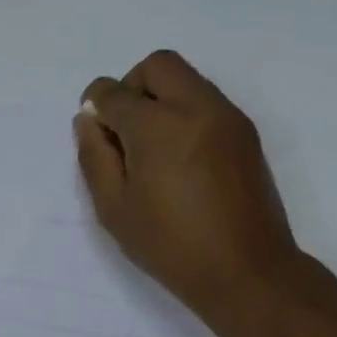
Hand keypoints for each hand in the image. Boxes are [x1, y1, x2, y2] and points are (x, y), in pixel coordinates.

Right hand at [74, 50, 304, 322]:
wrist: (247, 271)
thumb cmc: (170, 244)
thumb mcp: (113, 207)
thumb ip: (94, 156)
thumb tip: (89, 120)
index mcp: (157, 126)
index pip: (113, 92)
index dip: (95, 107)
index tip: (96, 133)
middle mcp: (196, 107)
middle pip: (157, 65)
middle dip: (131, 87)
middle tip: (125, 130)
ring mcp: (227, 117)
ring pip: (186, 79)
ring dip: (160, 98)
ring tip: (153, 148)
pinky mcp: (246, 133)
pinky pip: (206, 100)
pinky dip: (185, 112)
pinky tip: (179, 158)